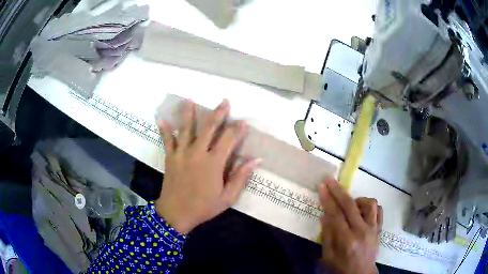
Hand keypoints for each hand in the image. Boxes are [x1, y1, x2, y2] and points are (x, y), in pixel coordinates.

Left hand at [155, 99, 260, 233]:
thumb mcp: (227, 197)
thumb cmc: (203, 207)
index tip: (242, 122)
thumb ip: (240, 177)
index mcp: (213, 163)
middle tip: (224, 101)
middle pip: (208, 128)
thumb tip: (255, 160)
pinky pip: (167, 141)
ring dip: (188, 113)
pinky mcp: (170, 158)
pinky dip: (165, 130)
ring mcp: (182, 153)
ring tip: (189, 100)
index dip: (237, 129)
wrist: (176, 213)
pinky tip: (162, 119)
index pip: (228, 140)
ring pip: (186, 129)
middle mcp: (197, 153)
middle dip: (218, 113)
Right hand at [319, 179, 382, 273]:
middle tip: (331, 181)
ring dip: (358, 200)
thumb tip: (324, 216)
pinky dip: (370, 206)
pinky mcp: (379, 229)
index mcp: (347, 240)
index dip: (328, 200)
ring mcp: (373, 229)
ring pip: (370, 204)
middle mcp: (362, 231)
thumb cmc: (341, 267)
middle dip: (339, 191)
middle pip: (351, 205)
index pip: (336, 215)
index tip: (322, 187)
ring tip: (350, 205)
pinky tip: (363, 210)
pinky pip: (379, 210)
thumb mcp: (328, 256)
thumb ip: (327, 236)